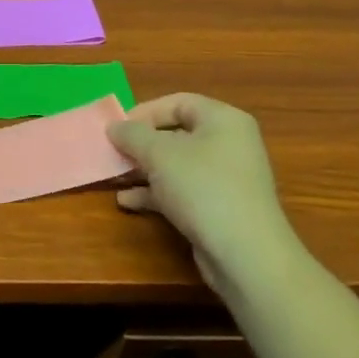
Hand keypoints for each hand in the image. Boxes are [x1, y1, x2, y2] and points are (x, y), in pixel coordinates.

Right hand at [107, 94, 305, 293]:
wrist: (245, 255)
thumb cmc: (202, 188)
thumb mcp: (159, 154)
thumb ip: (132, 135)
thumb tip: (114, 126)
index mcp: (223, 121)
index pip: (178, 102)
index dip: (144, 112)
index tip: (117, 127)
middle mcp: (229, 145)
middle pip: (176, 134)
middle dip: (140, 144)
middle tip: (113, 152)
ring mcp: (226, 179)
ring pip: (176, 165)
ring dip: (143, 170)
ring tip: (115, 176)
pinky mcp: (220, 208)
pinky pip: (182, 190)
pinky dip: (156, 193)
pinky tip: (128, 201)